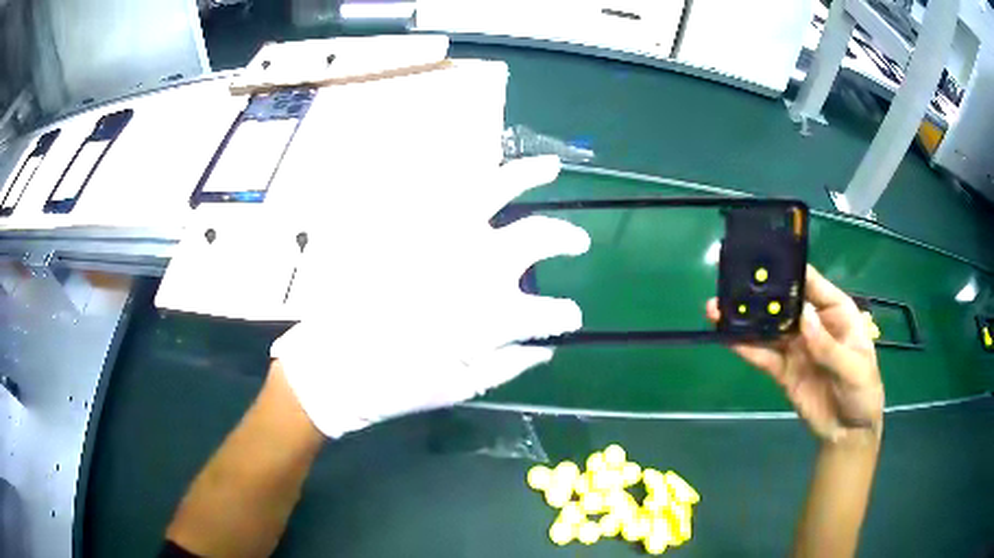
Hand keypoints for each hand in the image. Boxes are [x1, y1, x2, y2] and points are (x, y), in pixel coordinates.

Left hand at [272, 156, 589, 437]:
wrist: (333, 367)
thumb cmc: (398, 384)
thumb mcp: (462, 388)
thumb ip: (511, 365)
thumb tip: (547, 349)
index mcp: (492, 312)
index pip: (551, 311)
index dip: (566, 315)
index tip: (570, 317)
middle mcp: (474, 263)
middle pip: (537, 236)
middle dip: (566, 238)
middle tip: (578, 242)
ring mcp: (438, 235)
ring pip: (495, 187)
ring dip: (529, 174)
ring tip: (550, 167)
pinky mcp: (406, 224)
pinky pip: (441, 188)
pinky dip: (465, 177)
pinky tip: (482, 172)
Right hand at [706, 265, 883, 443]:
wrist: (848, 432)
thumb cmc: (863, 392)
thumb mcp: (854, 368)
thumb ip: (828, 346)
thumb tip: (802, 315)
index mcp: (835, 312)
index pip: (811, 284)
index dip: (790, 271)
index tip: (764, 260)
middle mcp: (813, 323)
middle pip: (784, 303)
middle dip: (760, 294)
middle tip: (730, 285)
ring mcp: (796, 347)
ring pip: (768, 328)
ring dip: (745, 320)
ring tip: (717, 310)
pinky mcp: (783, 370)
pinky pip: (763, 356)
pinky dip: (745, 347)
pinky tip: (726, 338)